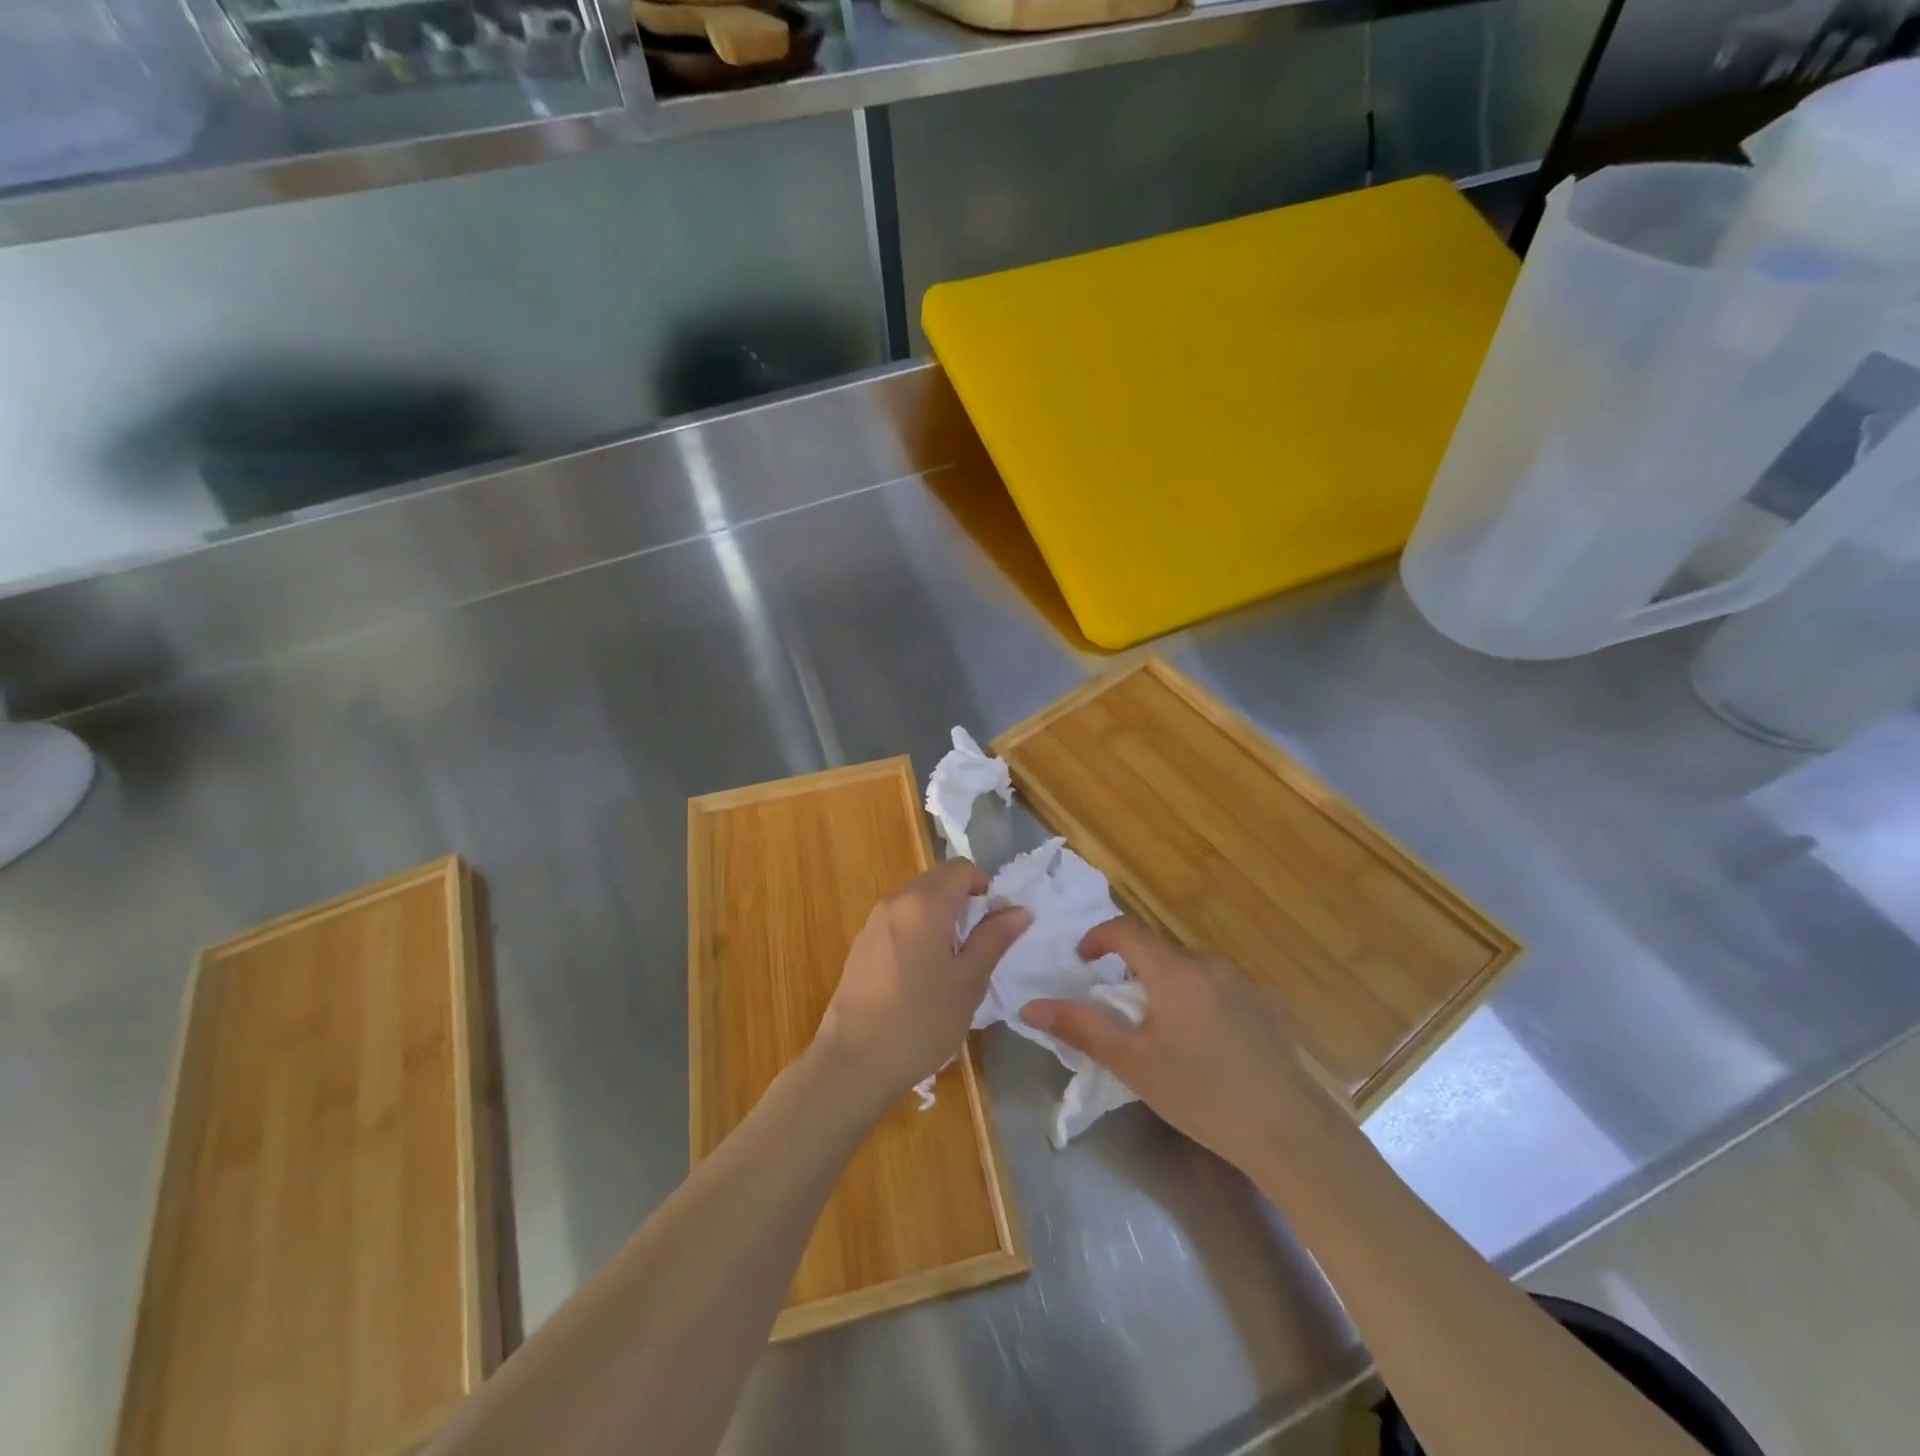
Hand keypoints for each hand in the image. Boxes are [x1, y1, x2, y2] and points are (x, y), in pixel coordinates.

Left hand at [815, 858, 1030, 1109]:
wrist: (854, 1061)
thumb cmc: (922, 1020)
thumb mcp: (969, 981)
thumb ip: (994, 939)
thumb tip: (1018, 910)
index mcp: (924, 903)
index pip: (961, 868)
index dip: (984, 886)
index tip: (995, 921)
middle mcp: (895, 902)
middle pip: (937, 881)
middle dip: (962, 901)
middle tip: (979, 944)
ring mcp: (873, 923)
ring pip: (916, 902)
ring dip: (940, 917)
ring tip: (952, 963)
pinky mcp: (861, 946)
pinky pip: (898, 923)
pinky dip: (917, 932)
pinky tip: (921, 976)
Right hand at [1021, 917, 1342, 1170]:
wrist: (1290, 1132)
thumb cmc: (1202, 1094)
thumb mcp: (1133, 1063)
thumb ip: (1081, 1028)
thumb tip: (1030, 1006)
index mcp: (1175, 971)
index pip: (1127, 930)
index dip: (1098, 937)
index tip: (1082, 961)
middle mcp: (1209, 965)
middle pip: (1157, 951)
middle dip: (1129, 969)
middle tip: (1115, 1008)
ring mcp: (1241, 984)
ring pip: (1186, 970)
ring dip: (1162, 986)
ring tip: (1155, 1031)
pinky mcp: (1262, 1007)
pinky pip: (1213, 988)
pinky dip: (1192, 1000)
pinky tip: (1199, 1046)